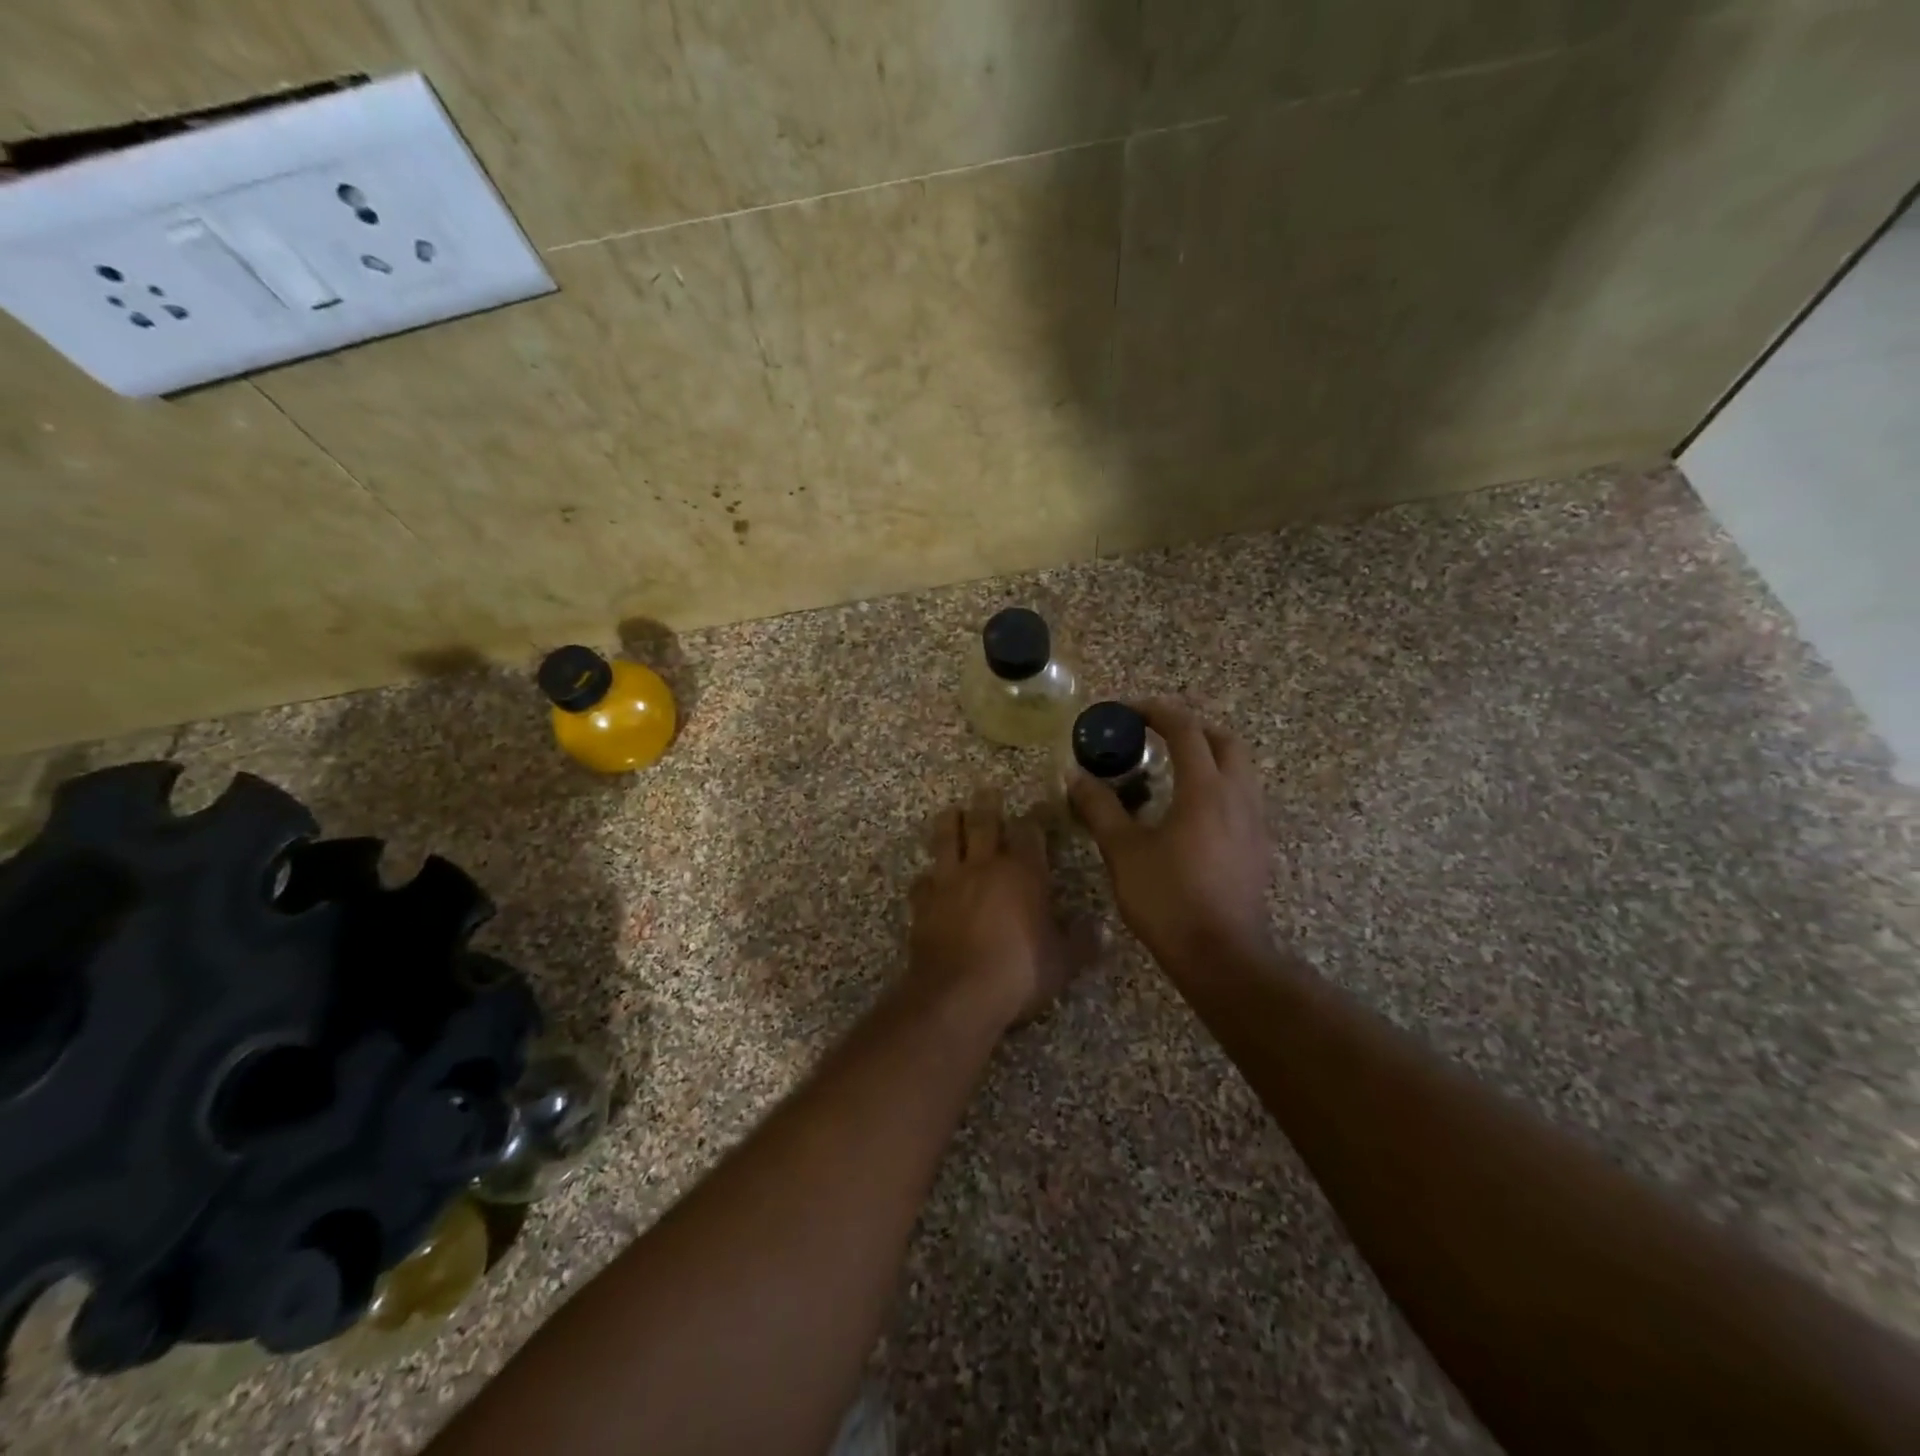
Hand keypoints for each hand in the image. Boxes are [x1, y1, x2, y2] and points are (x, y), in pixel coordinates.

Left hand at [908, 788, 1090, 1029]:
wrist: (957, 993)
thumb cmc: (1019, 971)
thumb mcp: (1063, 961)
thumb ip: (1082, 942)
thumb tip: (1103, 929)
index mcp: (1022, 872)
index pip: (1030, 832)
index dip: (1035, 817)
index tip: (1039, 807)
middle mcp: (984, 866)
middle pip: (983, 823)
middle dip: (988, 805)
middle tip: (987, 790)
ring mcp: (949, 882)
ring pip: (946, 839)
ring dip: (950, 823)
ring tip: (952, 812)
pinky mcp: (923, 903)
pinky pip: (923, 881)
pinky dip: (927, 877)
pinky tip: (928, 879)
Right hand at [1067, 698, 1273, 972]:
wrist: (1221, 955)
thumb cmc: (1168, 899)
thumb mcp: (1123, 852)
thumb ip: (1100, 808)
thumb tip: (1075, 778)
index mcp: (1205, 789)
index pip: (1185, 730)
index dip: (1157, 712)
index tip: (1129, 710)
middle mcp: (1237, 796)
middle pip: (1225, 741)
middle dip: (1192, 728)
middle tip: (1157, 735)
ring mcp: (1254, 822)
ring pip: (1239, 770)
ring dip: (1209, 756)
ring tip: (1172, 770)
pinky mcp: (1258, 846)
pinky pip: (1242, 797)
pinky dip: (1217, 785)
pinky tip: (1190, 811)